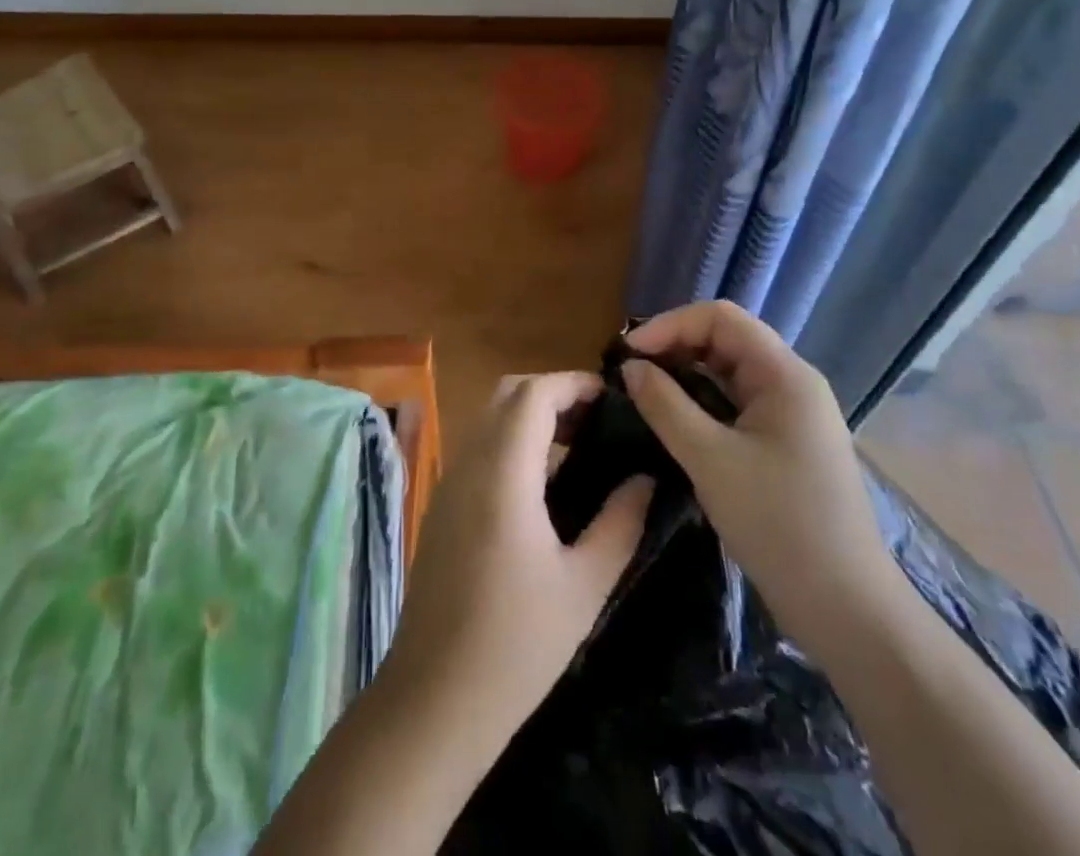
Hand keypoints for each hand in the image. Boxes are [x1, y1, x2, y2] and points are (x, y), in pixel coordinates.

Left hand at [381, 372, 652, 748]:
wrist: (435, 696)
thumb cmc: (517, 644)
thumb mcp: (584, 585)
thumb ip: (619, 523)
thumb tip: (644, 478)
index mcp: (503, 472)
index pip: (533, 394)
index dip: (573, 383)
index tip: (612, 397)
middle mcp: (470, 463)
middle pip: (507, 395)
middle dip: (552, 393)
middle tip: (598, 420)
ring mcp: (450, 482)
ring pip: (490, 419)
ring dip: (530, 416)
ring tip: (579, 446)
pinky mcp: (443, 505)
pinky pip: (480, 448)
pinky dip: (512, 442)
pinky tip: (543, 484)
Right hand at [622, 301, 898, 660]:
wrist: (847, 610)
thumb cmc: (779, 525)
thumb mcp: (710, 460)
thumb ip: (665, 405)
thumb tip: (631, 367)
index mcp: (784, 375)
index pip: (720, 318)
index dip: (670, 325)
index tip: (630, 353)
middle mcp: (792, 383)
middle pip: (726, 339)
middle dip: (675, 346)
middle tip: (631, 372)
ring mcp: (793, 415)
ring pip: (730, 372)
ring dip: (687, 374)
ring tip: (644, 392)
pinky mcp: (787, 443)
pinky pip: (738, 403)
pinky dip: (703, 401)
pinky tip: (675, 420)